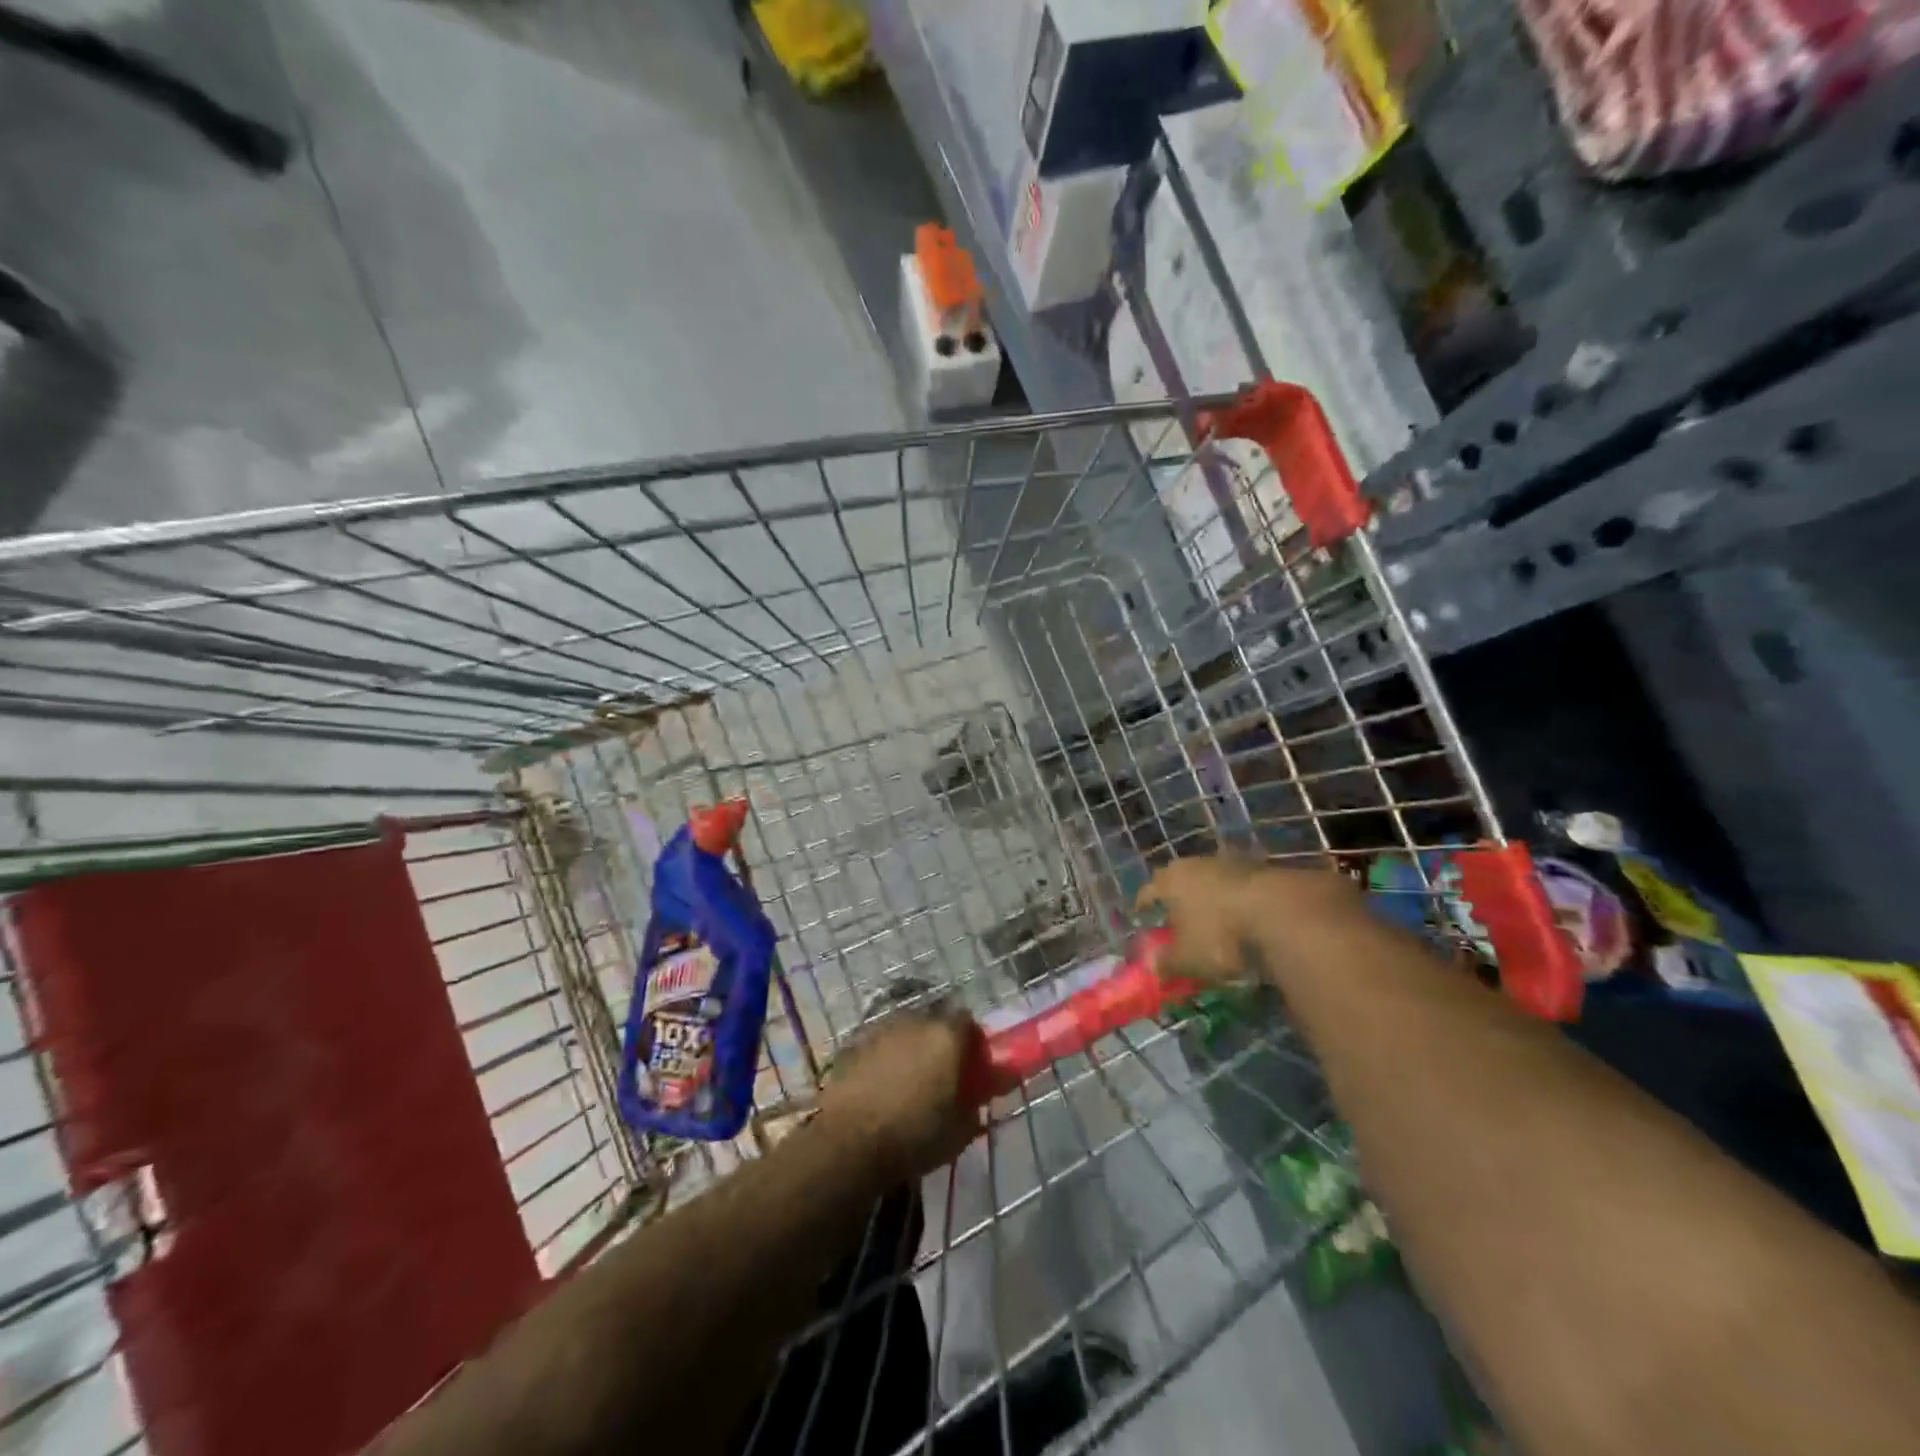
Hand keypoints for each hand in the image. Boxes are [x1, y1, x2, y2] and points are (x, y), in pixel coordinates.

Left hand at [816, 1009, 983, 1183]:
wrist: (848, 1142)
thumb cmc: (913, 1136)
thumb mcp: (959, 1133)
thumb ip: (972, 1107)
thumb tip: (971, 1101)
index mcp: (946, 1036)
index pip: (968, 1022)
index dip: (971, 1043)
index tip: (970, 1066)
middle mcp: (915, 1021)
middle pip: (934, 1023)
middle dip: (938, 1043)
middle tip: (939, 1074)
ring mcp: (881, 1028)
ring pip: (904, 1032)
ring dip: (909, 1049)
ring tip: (906, 1081)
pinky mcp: (853, 1042)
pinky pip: (878, 1045)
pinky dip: (883, 1058)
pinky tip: (878, 1085)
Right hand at [1137, 854, 1363, 986]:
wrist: (1281, 911)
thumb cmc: (1220, 935)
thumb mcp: (1189, 959)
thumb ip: (1166, 963)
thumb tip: (1150, 968)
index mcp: (1170, 881)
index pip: (1148, 891)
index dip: (1143, 905)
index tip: (1142, 915)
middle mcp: (1196, 864)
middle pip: (1179, 878)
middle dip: (1177, 896)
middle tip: (1178, 915)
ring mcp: (1231, 862)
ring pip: (1211, 878)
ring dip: (1210, 894)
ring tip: (1214, 916)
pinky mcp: (1262, 868)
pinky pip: (1240, 884)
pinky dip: (1238, 898)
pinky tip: (1246, 916)